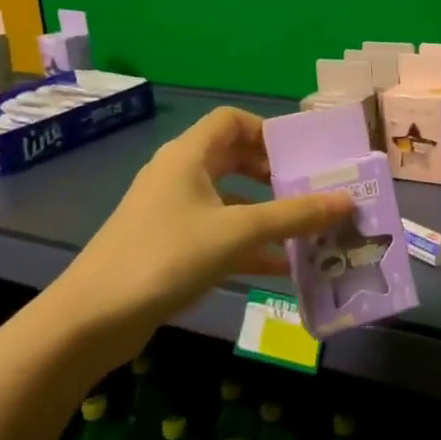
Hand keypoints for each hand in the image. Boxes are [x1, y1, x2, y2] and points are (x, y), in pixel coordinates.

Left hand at [52, 107, 350, 348]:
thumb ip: (294, 216)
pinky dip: (247, 245)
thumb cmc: (167, 257)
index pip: (231, 120)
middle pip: (233, 159)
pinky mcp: (169, 247)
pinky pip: (218, 234)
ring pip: (228, 200)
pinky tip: (280, 268)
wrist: (93, 318)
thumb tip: (347, 201)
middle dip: (273, 174)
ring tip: (305, 230)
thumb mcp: (238, 233)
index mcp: (188, 156)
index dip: (267, 131)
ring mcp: (172, 213)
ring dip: (265, 213)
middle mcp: (179, 176)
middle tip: (309, 191)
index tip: (300, 156)